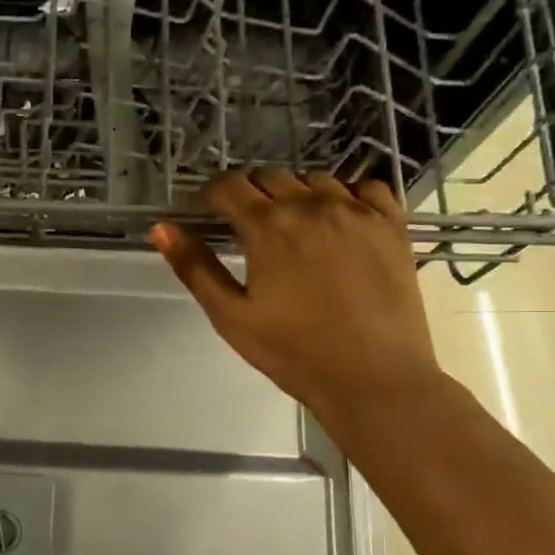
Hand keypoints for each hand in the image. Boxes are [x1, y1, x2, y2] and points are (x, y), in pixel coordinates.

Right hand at [150, 169, 439, 428]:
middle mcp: (312, 205)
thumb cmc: (294, 352)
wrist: (374, 378)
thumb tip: (162, 227)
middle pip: (269, 176)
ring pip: (315, 179)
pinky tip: (340, 219)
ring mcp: (358, 211)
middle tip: (246, 227)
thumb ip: (195, 267)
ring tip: (292, 226)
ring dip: (294, 193)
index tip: (206, 212)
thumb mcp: (230, 316)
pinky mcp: (392, 225)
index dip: (211, 195)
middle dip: (249, 194)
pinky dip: (346, 194)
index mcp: (268, 226)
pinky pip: (365, 187)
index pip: (228, 186)